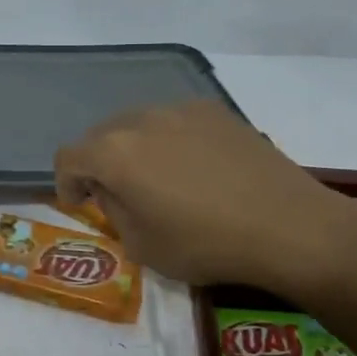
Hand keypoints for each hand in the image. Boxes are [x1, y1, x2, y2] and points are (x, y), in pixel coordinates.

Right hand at [55, 101, 356, 298]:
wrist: (290, 226)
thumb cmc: (206, 244)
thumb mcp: (142, 246)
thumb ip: (113, 211)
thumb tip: (112, 190)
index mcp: (114, 153)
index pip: (68, 158)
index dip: (66, 183)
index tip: (81, 205)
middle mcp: (140, 119)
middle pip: (100, 135)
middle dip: (99, 164)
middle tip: (117, 194)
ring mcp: (180, 109)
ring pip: (138, 124)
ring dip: (133, 149)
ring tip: (158, 179)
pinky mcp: (215, 111)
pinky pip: (174, 121)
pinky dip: (169, 141)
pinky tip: (195, 168)